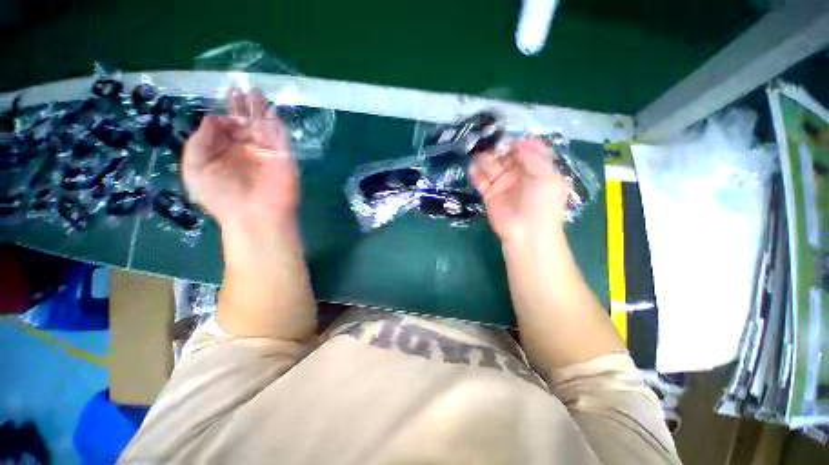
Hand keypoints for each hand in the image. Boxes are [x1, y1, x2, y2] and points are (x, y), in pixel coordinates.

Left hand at [182, 88, 296, 231]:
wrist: (255, 216)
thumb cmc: (221, 196)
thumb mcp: (194, 167)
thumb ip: (200, 141)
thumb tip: (214, 118)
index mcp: (224, 154)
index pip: (224, 129)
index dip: (221, 116)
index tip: (220, 109)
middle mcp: (246, 150)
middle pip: (244, 123)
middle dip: (241, 107)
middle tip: (238, 89)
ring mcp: (266, 152)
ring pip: (262, 125)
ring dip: (259, 109)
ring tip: (254, 90)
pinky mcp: (283, 155)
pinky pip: (279, 134)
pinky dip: (275, 121)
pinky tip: (269, 107)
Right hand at [469, 136, 571, 244]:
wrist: (527, 232)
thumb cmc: (543, 203)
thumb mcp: (546, 176)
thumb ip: (533, 156)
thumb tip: (519, 141)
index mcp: (536, 168)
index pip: (526, 150)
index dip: (518, 142)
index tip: (509, 138)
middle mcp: (518, 174)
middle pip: (505, 156)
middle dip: (497, 149)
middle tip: (488, 144)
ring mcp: (502, 184)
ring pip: (491, 166)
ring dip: (484, 160)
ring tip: (479, 156)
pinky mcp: (489, 194)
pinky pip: (481, 181)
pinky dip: (476, 174)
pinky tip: (473, 169)